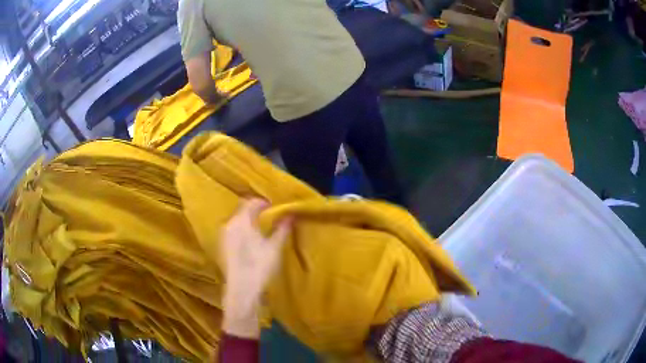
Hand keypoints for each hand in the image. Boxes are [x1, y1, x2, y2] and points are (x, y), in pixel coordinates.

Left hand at [221, 199, 292, 338]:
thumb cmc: (259, 266)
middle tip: (270, 215)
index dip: (264, 202)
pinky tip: (251, 240)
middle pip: (242, 209)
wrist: (241, 290)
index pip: (251, 202)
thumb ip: (282, 228)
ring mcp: (223, 236)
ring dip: (248, 219)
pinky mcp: (222, 246)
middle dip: (255, 209)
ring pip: (236, 220)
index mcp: (241, 221)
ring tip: (262, 227)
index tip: (275, 207)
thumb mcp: (274, 247)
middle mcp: (229, 224)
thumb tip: (291, 214)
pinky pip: (233, 230)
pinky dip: (242, 229)